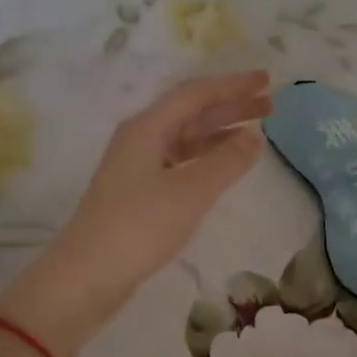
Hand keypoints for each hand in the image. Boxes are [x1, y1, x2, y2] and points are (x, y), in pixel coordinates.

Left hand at [0, 72, 272, 355]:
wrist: (88, 275)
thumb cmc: (140, 226)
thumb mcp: (190, 191)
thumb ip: (226, 162)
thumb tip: (254, 138)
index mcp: (147, 128)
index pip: (195, 94)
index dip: (232, 86)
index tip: (267, 81)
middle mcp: (139, 139)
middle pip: (190, 113)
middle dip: (230, 108)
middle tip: (269, 106)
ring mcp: (136, 167)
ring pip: (185, 139)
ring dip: (219, 135)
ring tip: (255, 137)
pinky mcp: (137, 194)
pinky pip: (179, 163)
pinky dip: (205, 160)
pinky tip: (223, 170)